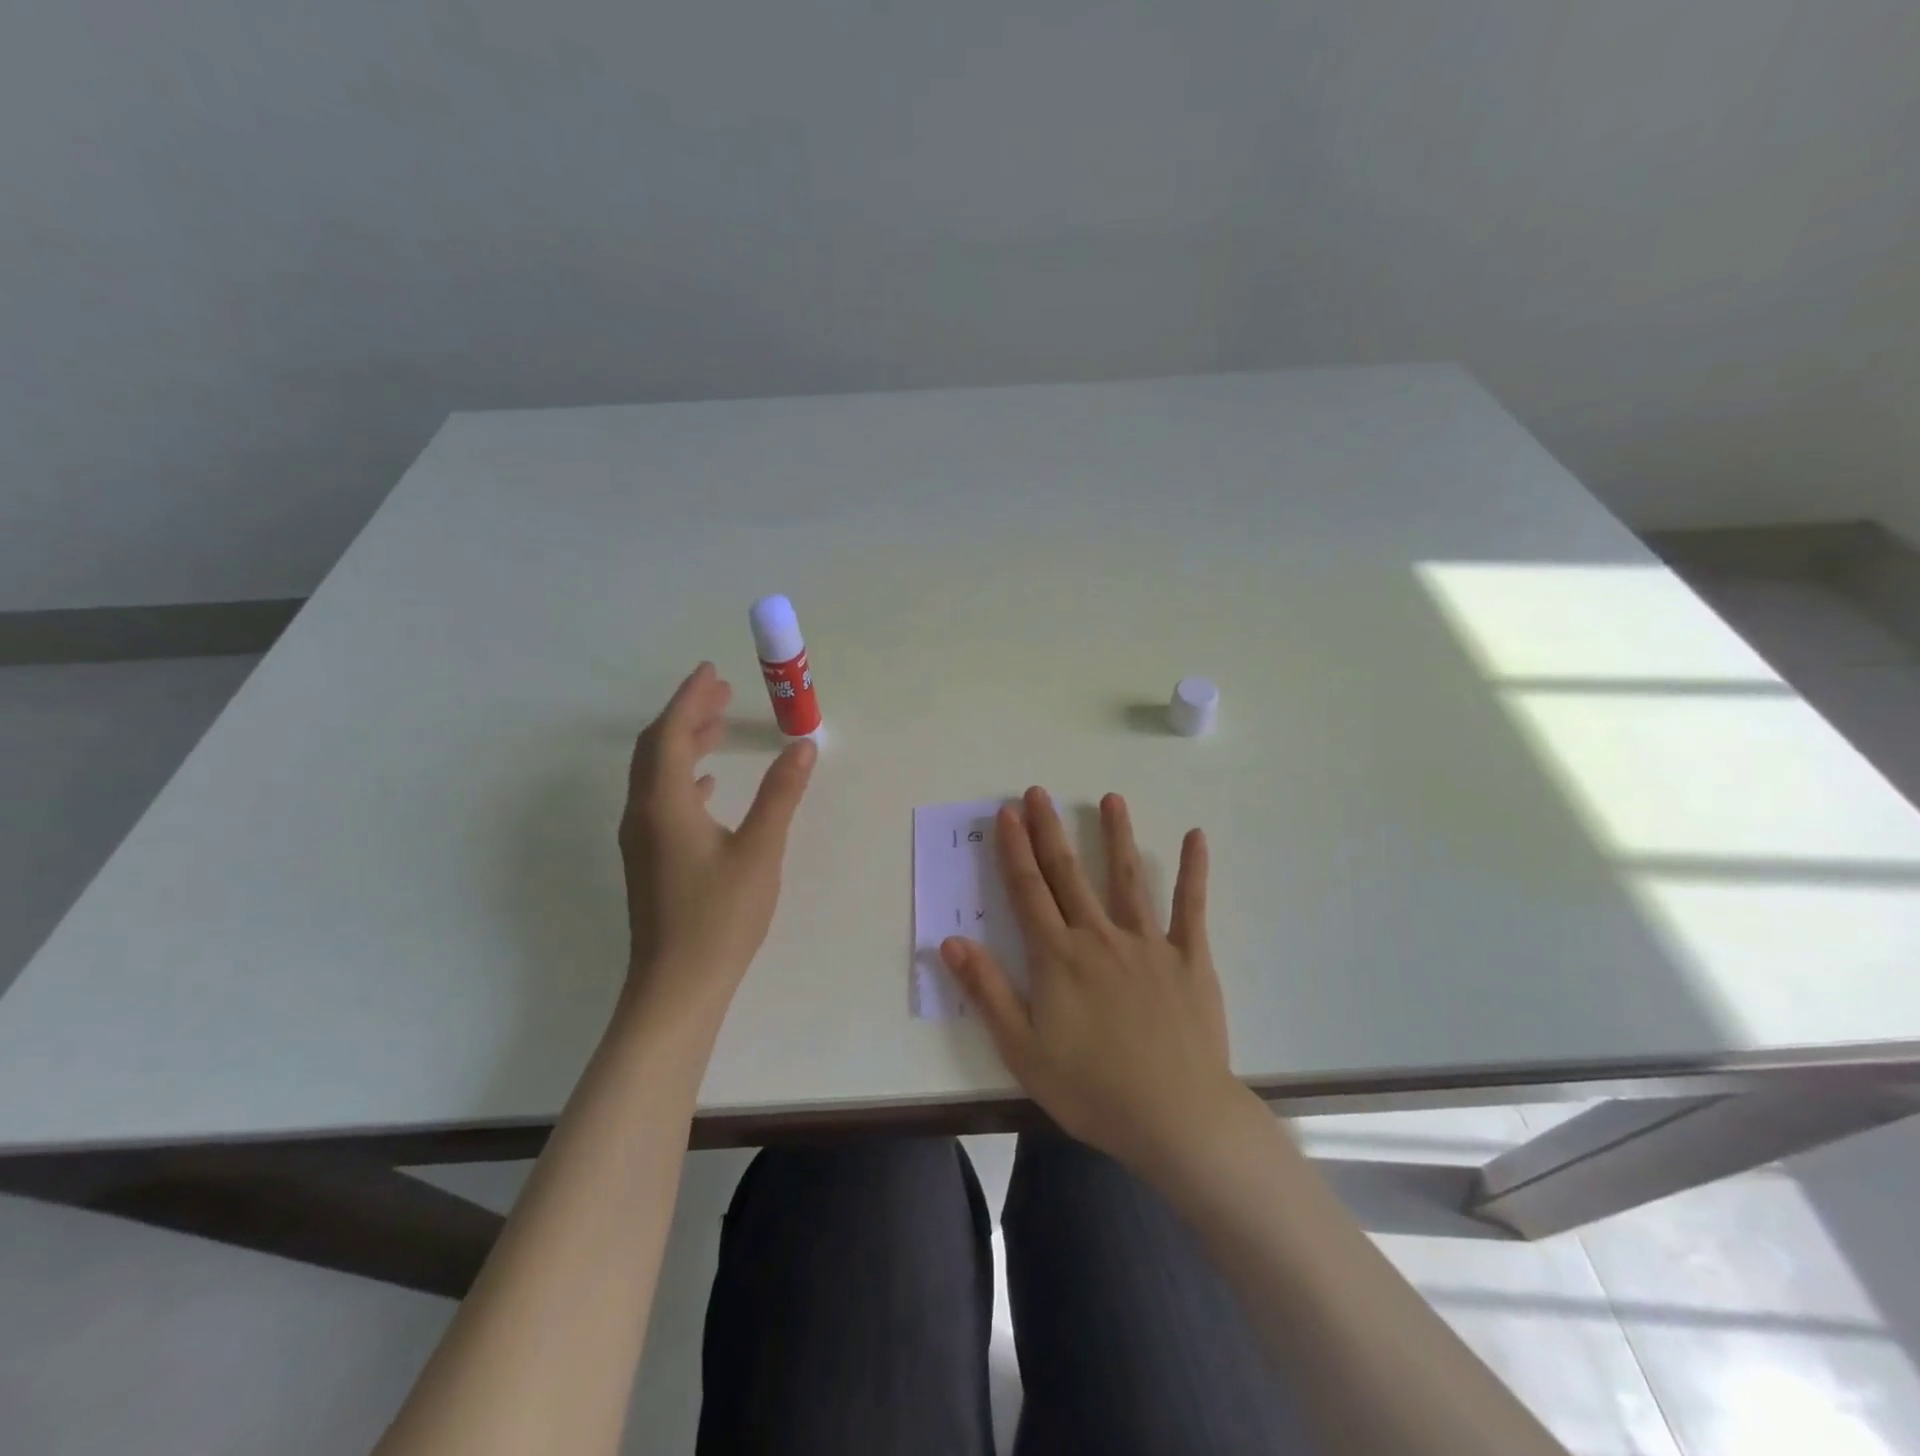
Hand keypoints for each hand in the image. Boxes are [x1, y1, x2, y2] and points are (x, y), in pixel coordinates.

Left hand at [619, 662, 815, 1028]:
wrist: (676, 987)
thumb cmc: (719, 917)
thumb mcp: (760, 851)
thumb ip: (781, 795)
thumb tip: (802, 747)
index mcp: (664, 804)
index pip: (672, 734)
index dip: (690, 698)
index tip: (712, 671)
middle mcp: (642, 813)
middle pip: (657, 747)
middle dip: (687, 714)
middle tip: (721, 692)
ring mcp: (641, 839)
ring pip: (656, 773)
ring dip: (685, 743)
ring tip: (719, 726)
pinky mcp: (649, 859)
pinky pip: (661, 799)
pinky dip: (684, 778)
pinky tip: (708, 785)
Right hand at [940, 787, 1239, 1174]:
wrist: (1175, 1117)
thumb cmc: (1092, 1089)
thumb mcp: (1022, 1049)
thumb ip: (987, 991)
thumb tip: (950, 941)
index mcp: (1058, 957)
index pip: (1028, 890)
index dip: (1014, 849)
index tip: (1007, 813)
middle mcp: (1098, 936)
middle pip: (1068, 874)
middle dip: (1049, 830)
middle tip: (1038, 792)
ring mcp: (1148, 943)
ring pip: (1126, 878)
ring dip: (1116, 835)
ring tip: (1110, 799)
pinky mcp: (1189, 957)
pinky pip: (1191, 907)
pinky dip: (1193, 870)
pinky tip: (1196, 836)